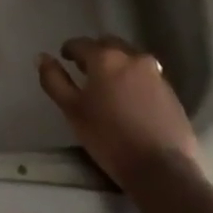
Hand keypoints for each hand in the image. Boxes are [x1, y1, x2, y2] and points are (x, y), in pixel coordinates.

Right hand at [37, 36, 199, 190]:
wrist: (162, 168)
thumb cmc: (109, 138)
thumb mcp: (72, 110)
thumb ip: (54, 80)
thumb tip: (42, 57)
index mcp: (105, 58)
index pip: (81, 43)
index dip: (69, 50)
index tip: (64, 59)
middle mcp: (132, 57)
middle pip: (108, 44)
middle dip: (95, 53)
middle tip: (86, 71)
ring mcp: (155, 72)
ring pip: (129, 58)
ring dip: (117, 64)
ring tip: (109, 86)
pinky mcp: (170, 90)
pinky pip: (146, 74)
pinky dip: (134, 79)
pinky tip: (130, 99)